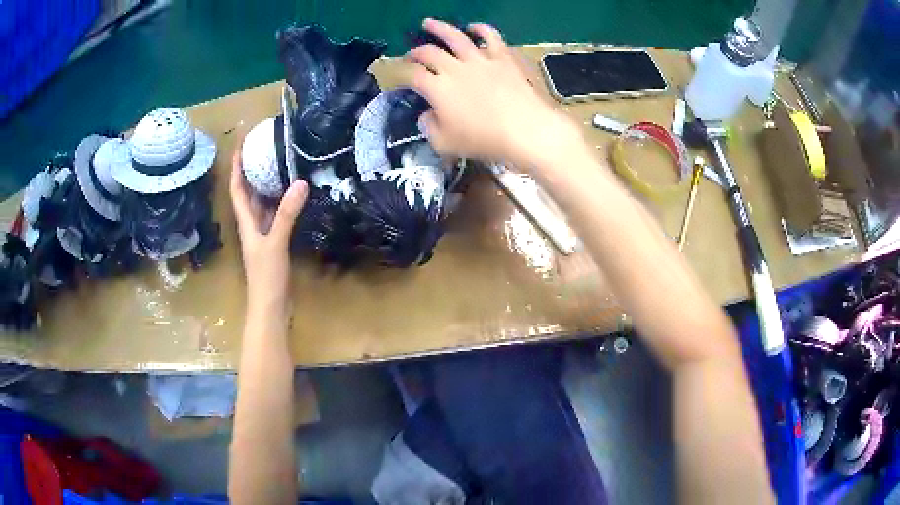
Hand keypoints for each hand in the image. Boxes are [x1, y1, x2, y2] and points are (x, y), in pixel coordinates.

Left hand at [229, 148, 308, 317]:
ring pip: (262, 206)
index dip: (235, 168)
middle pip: (248, 194)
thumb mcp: (275, 242)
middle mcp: (252, 226)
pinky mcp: (274, 245)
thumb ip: (287, 214)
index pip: (236, 190)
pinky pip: (275, 218)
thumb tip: (300, 183)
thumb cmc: (266, 276)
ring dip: (267, 188)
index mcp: (246, 223)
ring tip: (280, 167)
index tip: (239, 146)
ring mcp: (263, 236)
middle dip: (252, 173)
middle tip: (264, 151)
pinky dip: (281, 205)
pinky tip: (293, 199)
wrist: (270, 307)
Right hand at [407, 19, 582, 167]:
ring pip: (454, 36)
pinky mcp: (502, 57)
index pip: (413, 76)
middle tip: (411, 54)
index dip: (403, 75)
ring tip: (429, 22)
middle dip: (416, 52)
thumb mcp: (446, 144)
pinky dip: (480, 28)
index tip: (400, 78)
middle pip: (429, 53)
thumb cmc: (484, 141)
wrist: (525, 130)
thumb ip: (430, 129)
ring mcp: (479, 60)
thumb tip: (426, 116)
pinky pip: (490, 36)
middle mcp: (454, 68)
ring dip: (438, 27)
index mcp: (437, 89)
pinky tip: (474, 26)